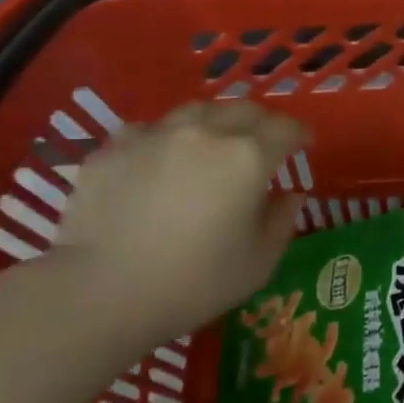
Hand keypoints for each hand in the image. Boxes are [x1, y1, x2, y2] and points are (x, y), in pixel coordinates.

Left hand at [49, 101, 306, 347]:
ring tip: (211, 145)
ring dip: (214, 123)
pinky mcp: (113, 148)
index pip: (286, 129)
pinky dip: (163, 139)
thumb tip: (289, 196)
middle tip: (263, 144)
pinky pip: (148, 130)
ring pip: (196, 111)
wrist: (100, 293)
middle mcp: (205, 132)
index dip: (299, 134)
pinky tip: (158, 161)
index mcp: (248, 157)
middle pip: (244, 110)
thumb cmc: (193, 283)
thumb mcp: (258, 264)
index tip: (304, 145)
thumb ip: (281, 222)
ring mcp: (155, 135)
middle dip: (261, 123)